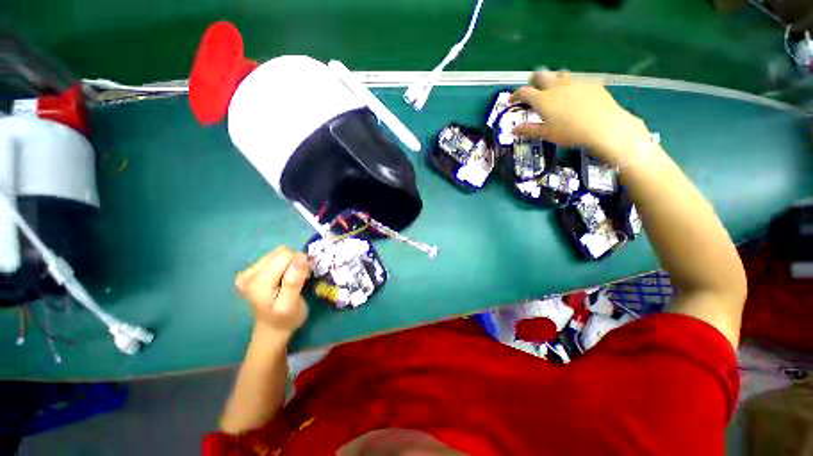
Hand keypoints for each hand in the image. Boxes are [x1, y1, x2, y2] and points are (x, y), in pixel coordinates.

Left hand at [235, 246, 309, 338]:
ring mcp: (248, 271)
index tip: (305, 277)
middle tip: (301, 278)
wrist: (273, 328)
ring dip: (292, 261)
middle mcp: (248, 274)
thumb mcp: (292, 304)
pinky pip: (275, 256)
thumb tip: (302, 259)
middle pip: (281, 252)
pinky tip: (286, 275)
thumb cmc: (286, 319)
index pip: (285, 256)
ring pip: (279, 252)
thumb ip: (294, 282)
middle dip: (296, 261)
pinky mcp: (252, 270)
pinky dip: (286, 263)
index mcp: (257, 283)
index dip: (300, 263)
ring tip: (294, 277)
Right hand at [511, 70, 650, 164]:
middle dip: (533, 80)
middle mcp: (556, 86)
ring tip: (553, 89)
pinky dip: (570, 85)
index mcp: (543, 99)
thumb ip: (528, 130)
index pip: (524, 92)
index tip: (512, 100)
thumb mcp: (546, 134)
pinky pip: (576, 79)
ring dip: (552, 79)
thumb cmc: (569, 132)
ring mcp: (574, 82)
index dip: (515, 94)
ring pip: (559, 74)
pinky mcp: (590, 83)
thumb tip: (513, 130)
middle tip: (532, 88)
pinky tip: (574, 95)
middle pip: (541, 75)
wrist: (603, 126)